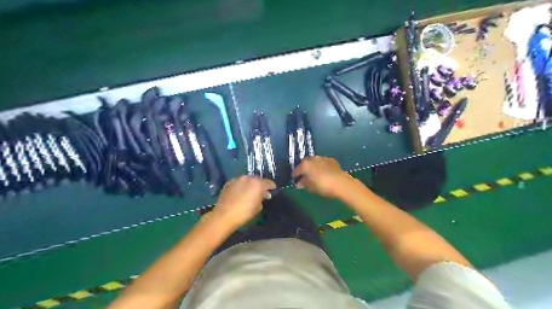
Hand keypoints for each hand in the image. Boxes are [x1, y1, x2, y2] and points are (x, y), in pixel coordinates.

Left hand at [212, 175, 275, 230]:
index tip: (273, 189)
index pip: (268, 182)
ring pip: (247, 180)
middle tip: (261, 191)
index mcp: (257, 183)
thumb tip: (265, 194)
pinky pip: (238, 183)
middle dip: (260, 184)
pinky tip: (240, 192)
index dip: (271, 186)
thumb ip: (262, 198)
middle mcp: (248, 178)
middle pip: (257, 179)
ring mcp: (237, 179)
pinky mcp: (229, 183)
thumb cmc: (244, 212)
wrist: (224, 215)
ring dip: (250, 184)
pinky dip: (241, 186)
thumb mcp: (258, 207)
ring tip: (250, 192)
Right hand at [293, 155, 352, 198]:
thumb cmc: (322, 186)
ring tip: (313, 174)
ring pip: (314, 161)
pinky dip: (321, 166)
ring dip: (312, 166)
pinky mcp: (331, 160)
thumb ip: (303, 183)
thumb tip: (299, 183)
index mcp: (305, 165)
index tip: (294, 179)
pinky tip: (322, 172)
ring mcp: (322, 158)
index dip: (295, 175)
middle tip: (303, 176)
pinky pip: (322, 162)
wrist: (341, 183)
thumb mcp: (310, 187)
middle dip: (303, 168)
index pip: (296, 169)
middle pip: (305, 163)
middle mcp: (312, 159)